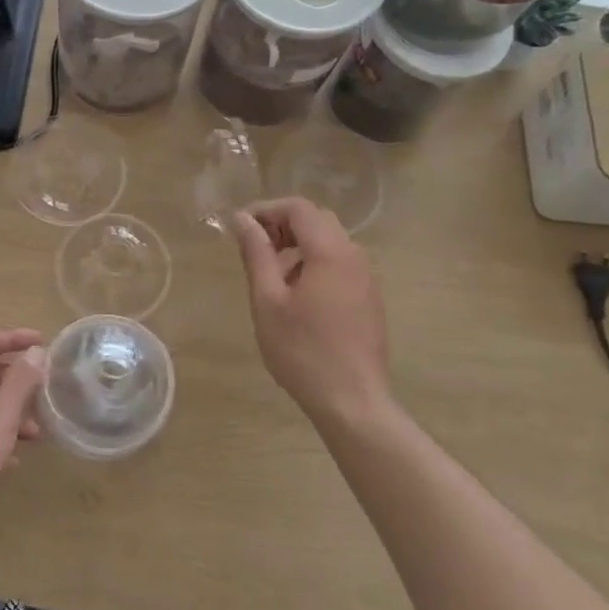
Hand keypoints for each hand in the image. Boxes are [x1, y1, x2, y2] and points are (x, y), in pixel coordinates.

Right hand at [232, 198, 395, 425]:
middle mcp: (354, 256)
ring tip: (270, 275)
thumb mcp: (268, 300)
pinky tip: (295, 296)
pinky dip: (314, 263)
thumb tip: (243, 220)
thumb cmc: (302, 350)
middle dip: (282, 225)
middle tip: (253, 249)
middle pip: (317, 220)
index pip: (299, 208)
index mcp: (331, 252)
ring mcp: (366, 278)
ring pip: (330, 242)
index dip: (266, 209)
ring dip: (298, 245)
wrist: (352, 401)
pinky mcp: (369, 299)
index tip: (240, 227)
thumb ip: (256, 254)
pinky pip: (340, 264)